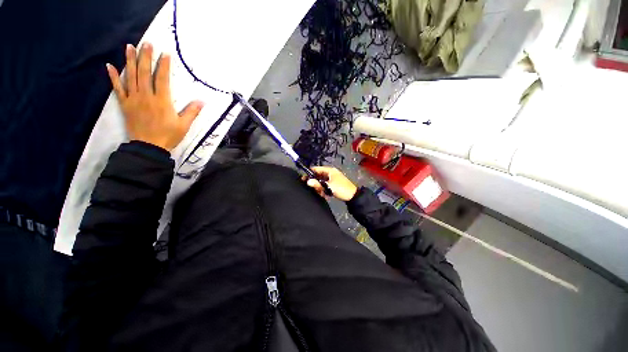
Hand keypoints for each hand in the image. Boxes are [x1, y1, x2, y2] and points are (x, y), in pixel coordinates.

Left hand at [106, 42, 204, 150]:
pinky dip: (113, 77)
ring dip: (129, 61)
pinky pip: (118, 88)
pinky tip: (109, 66)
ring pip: (130, 76)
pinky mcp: (125, 104)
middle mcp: (146, 96)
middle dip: (145, 57)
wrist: (149, 146)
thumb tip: (202, 101)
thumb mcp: (184, 125)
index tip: (165, 54)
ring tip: (130, 47)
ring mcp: (133, 99)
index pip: (162, 79)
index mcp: (162, 101)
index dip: (163, 65)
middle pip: (144, 73)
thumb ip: (192, 112)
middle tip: (146, 43)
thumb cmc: (169, 135)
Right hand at [303, 166, 357, 200]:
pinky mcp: (334, 184)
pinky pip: (325, 185)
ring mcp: (332, 179)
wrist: (353, 196)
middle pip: (318, 176)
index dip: (310, 173)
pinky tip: (325, 194)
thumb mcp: (329, 187)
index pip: (317, 169)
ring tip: (322, 193)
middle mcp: (331, 173)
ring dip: (320, 188)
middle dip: (316, 183)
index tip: (304, 178)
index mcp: (330, 170)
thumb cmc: (341, 189)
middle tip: (315, 189)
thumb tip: (308, 181)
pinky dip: (324, 189)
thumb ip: (318, 184)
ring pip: (321, 182)